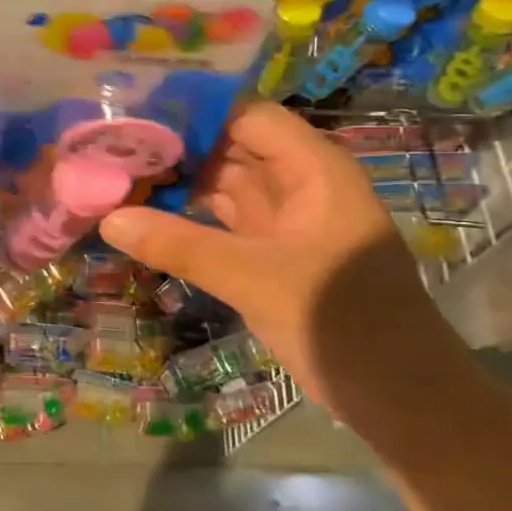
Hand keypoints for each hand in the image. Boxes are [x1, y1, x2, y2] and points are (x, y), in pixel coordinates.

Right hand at [99, 104, 447, 416]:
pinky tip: (146, 216)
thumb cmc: (343, 323)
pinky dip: (188, 217)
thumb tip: (109, 218)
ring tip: (117, 174)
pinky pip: (223, 220)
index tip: (133, 113)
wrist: (402, 399)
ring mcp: (286, 219)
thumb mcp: (256, 279)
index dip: (192, 111)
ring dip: (178, 182)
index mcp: (313, 168)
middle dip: (175, 147)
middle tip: (111, 146)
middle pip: (229, 146)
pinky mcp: (272, 252)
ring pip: (223, 184)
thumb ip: (181, 245)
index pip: (245, 116)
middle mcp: (299, 182)